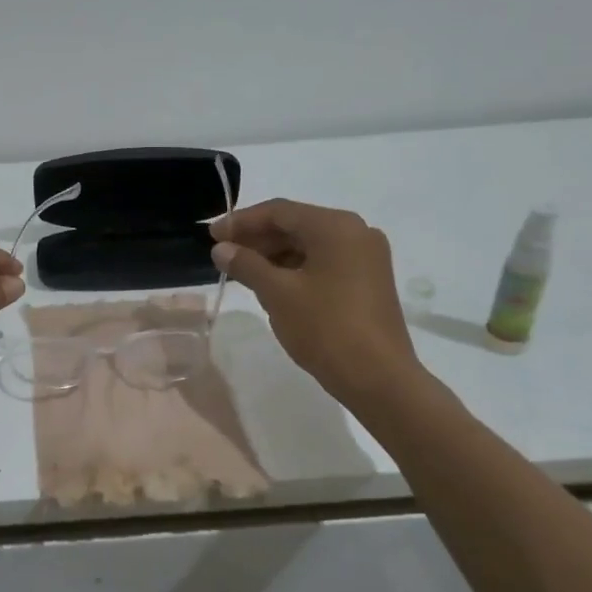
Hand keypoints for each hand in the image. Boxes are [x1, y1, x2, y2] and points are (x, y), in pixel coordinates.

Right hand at [210, 200, 423, 411]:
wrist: (379, 379)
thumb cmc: (326, 328)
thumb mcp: (277, 294)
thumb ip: (246, 264)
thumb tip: (220, 249)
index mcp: (336, 227)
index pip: (279, 211)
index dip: (241, 221)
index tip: (212, 236)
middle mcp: (356, 232)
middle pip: (296, 225)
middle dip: (257, 238)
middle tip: (223, 254)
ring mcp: (366, 257)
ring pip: (309, 245)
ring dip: (274, 254)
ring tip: (242, 272)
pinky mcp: (368, 280)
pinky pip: (324, 262)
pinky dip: (295, 268)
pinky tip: (272, 285)